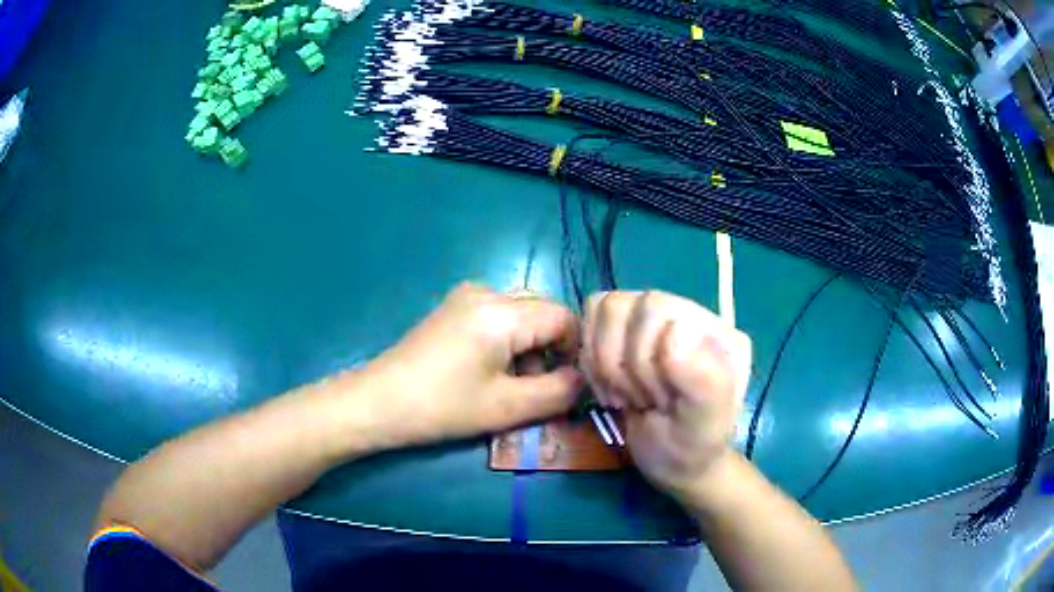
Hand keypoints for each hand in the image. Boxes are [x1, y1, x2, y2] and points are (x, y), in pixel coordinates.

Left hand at [363, 283, 583, 448]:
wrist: (380, 401)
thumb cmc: (443, 407)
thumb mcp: (509, 407)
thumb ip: (559, 391)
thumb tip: (585, 378)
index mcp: (503, 312)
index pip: (565, 318)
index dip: (576, 351)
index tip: (571, 384)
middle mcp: (488, 291)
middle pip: (544, 310)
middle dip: (554, 348)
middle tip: (543, 386)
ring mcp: (467, 294)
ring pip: (523, 311)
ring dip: (532, 344)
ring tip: (515, 383)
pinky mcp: (455, 305)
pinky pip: (500, 313)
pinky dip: (510, 338)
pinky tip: (492, 367)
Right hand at [581, 291, 750, 503]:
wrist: (675, 463)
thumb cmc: (692, 447)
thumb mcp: (705, 425)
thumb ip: (703, 381)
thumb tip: (675, 329)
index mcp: (716, 330)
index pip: (655, 308)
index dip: (641, 360)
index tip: (659, 402)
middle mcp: (687, 314)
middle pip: (623, 306)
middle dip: (622, 365)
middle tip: (642, 400)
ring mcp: (657, 321)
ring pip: (604, 309)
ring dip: (604, 364)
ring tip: (627, 395)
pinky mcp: (630, 331)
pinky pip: (593, 320)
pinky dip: (593, 360)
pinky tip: (612, 386)